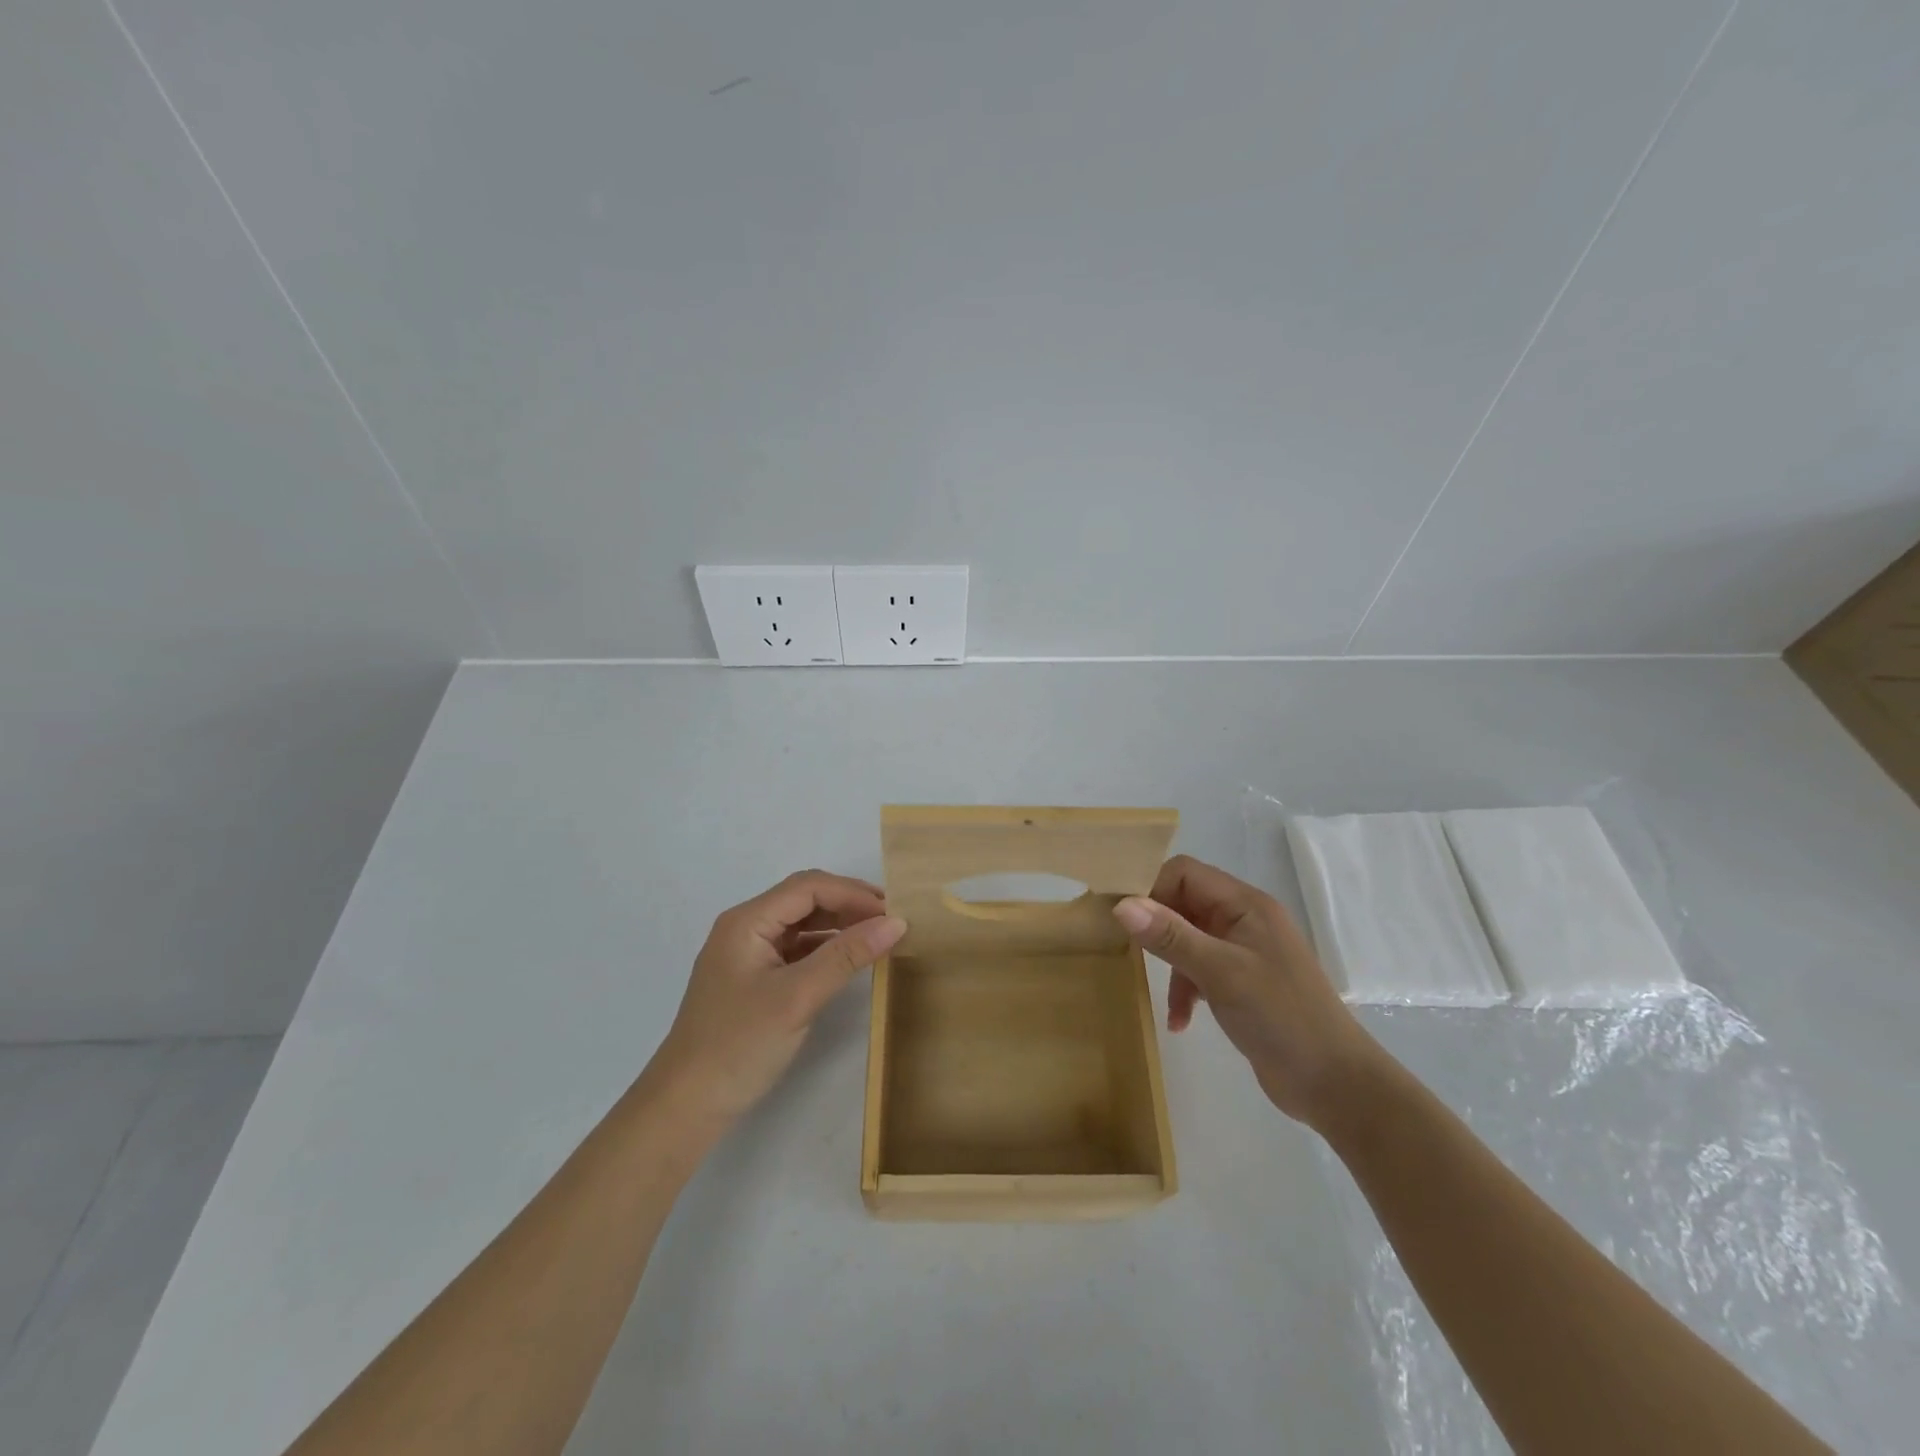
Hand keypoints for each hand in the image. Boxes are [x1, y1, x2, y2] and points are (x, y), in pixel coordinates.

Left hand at [649, 870, 905, 1125]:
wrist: (685, 1106)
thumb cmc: (738, 1045)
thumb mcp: (798, 997)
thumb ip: (846, 956)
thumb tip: (896, 922)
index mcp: (747, 921)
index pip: (809, 887)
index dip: (853, 894)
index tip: (894, 911)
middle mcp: (745, 928)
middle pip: (804, 899)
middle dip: (848, 904)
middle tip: (891, 920)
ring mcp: (748, 954)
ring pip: (802, 923)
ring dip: (839, 925)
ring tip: (878, 936)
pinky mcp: (754, 979)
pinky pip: (796, 948)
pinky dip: (825, 948)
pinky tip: (849, 959)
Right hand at [1113, 854, 1382, 1127]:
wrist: (1335, 1084)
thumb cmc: (1281, 1016)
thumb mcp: (1220, 973)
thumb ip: (1171, 936)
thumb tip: (1122, 904)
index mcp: (1245, 905)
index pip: (1185, 873)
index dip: (1151, 887)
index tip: (1123, 918)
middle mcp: (1244, 920)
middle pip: (1184, 904)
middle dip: (1157, 927)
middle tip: (1128, 952)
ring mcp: (1245, 953)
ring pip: (1188, 939)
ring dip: (1172, 966)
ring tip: (1164, 998)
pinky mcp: (1243, 983)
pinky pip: (1200, 971)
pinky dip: (1186, 991)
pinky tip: (1180, 1021)